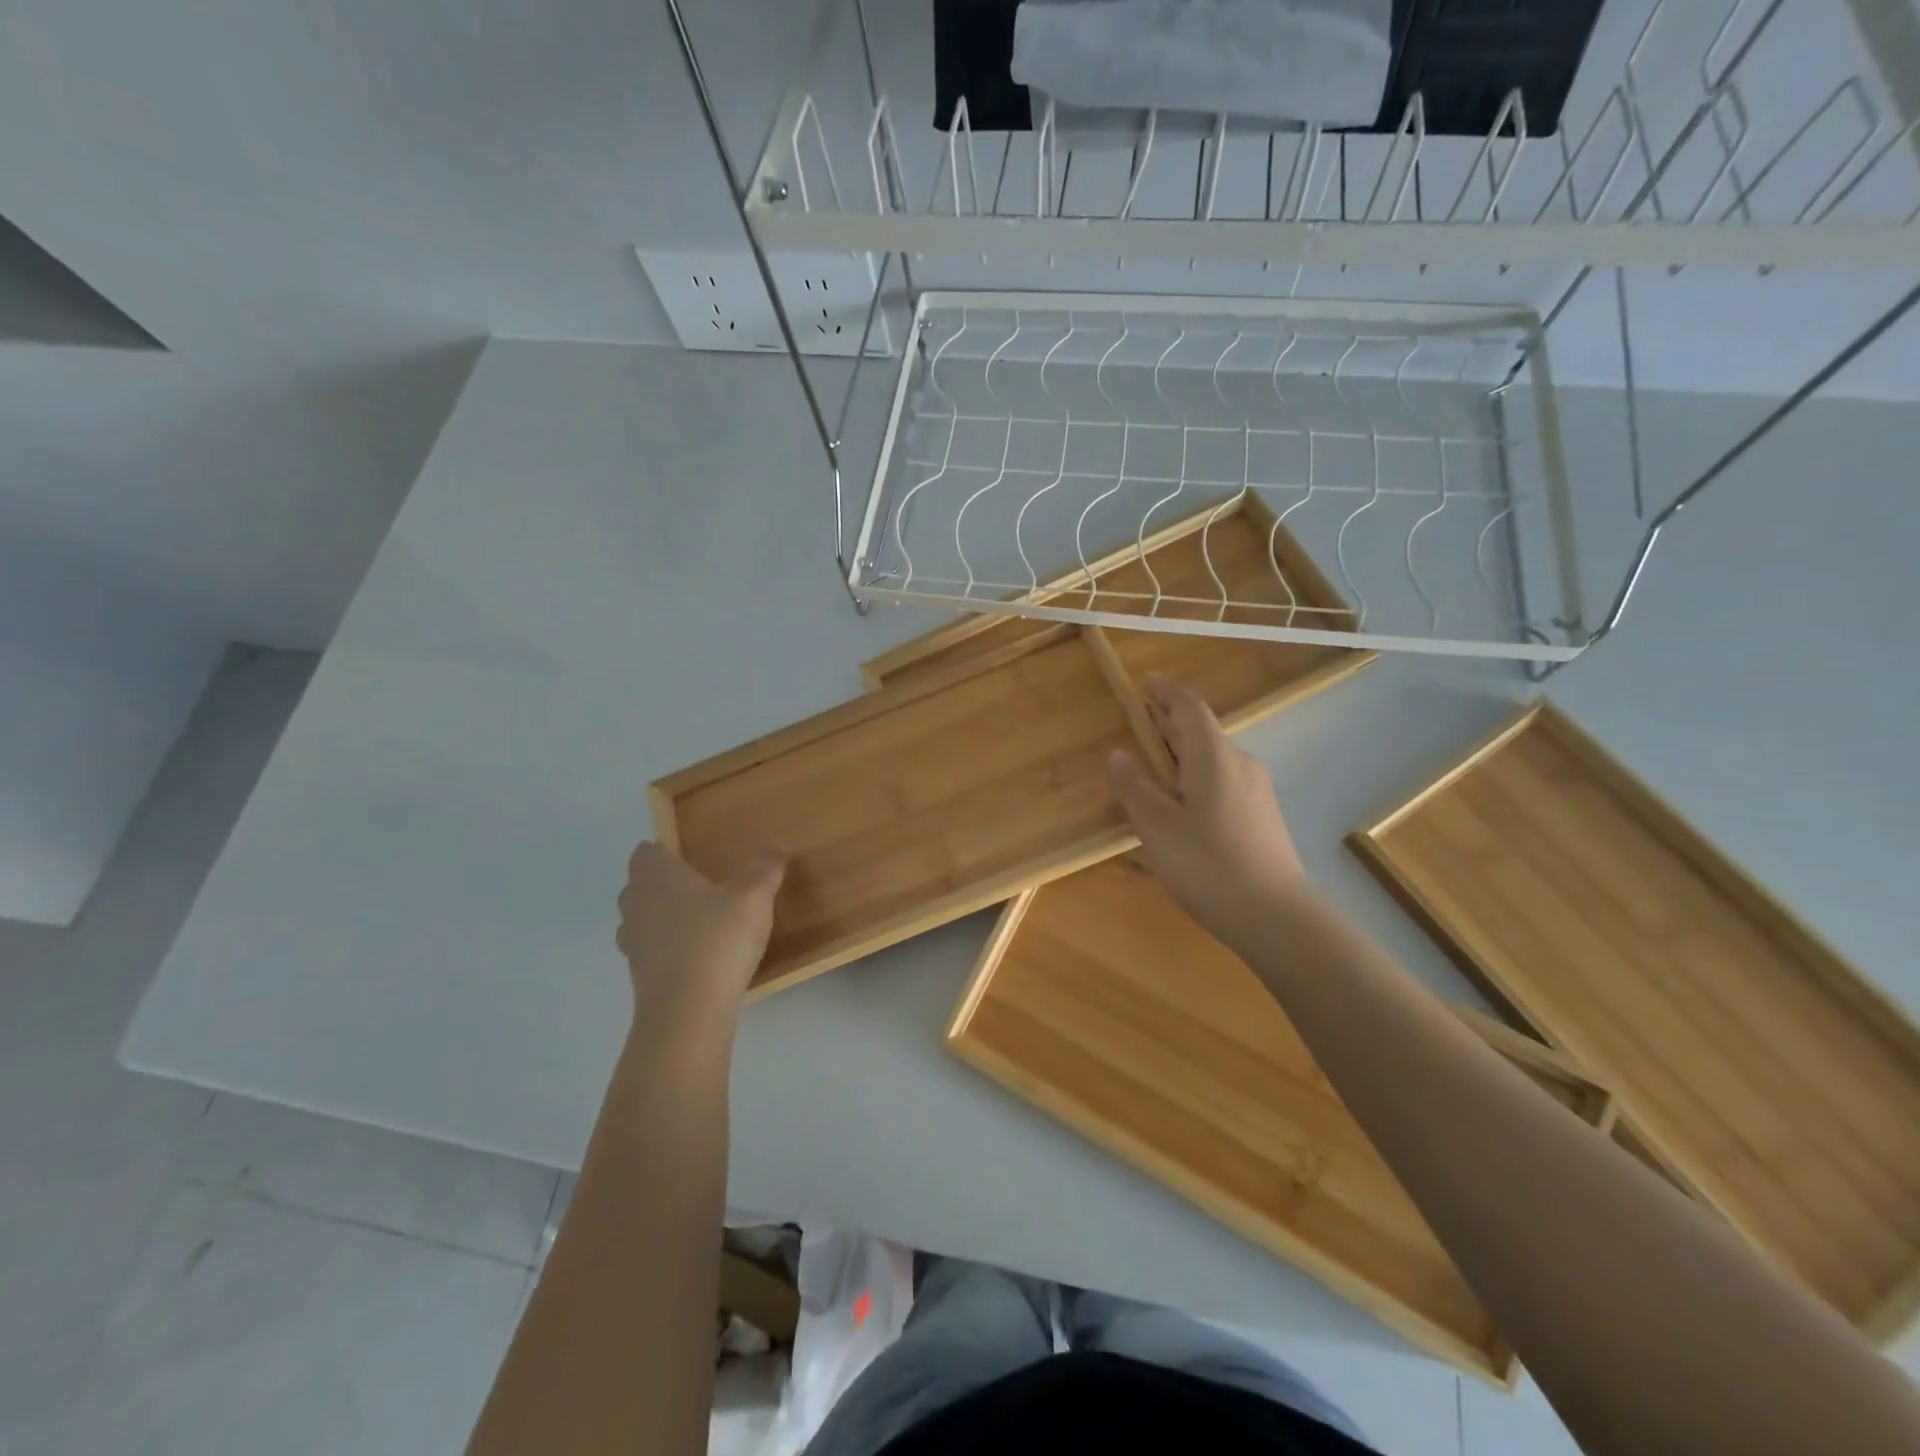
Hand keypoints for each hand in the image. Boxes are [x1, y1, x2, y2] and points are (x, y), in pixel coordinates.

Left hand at [616, 843, 784, 1018]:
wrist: (688, 1010)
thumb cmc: (717, 938)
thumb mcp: (754, 897)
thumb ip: (765, 869)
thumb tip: (775, 847)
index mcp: (657, 877)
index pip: (644, 853)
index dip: (662, 850)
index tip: (685, 854)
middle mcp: (636, 904)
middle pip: (639, 885)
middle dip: (661, 883)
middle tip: (697, 885)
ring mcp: (633, 943)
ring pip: (640, 919)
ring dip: (661, 917)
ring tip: (697, 921)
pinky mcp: (639, 976)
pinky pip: (650, 951)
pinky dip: (667, 949)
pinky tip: (696, 955)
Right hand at [1107, 674, 1309, 946]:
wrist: (1274, 915)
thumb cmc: (1207, 863)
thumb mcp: (1157, 826)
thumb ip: (1135, 786)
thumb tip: (1120, 754)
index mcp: (1213, 756)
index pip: (1189, 707)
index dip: (1165, 692)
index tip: (1144, 682)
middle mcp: (1239, 763)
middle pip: (1202, 730)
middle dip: (1170, 721)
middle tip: (1139, 719)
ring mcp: (1256, 789)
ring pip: (1213, 756)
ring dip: (1182, 750)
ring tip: (1153, 761)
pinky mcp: (1261, 815)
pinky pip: (1223, 778)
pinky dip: (1196, 773)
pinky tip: (1181, 800)